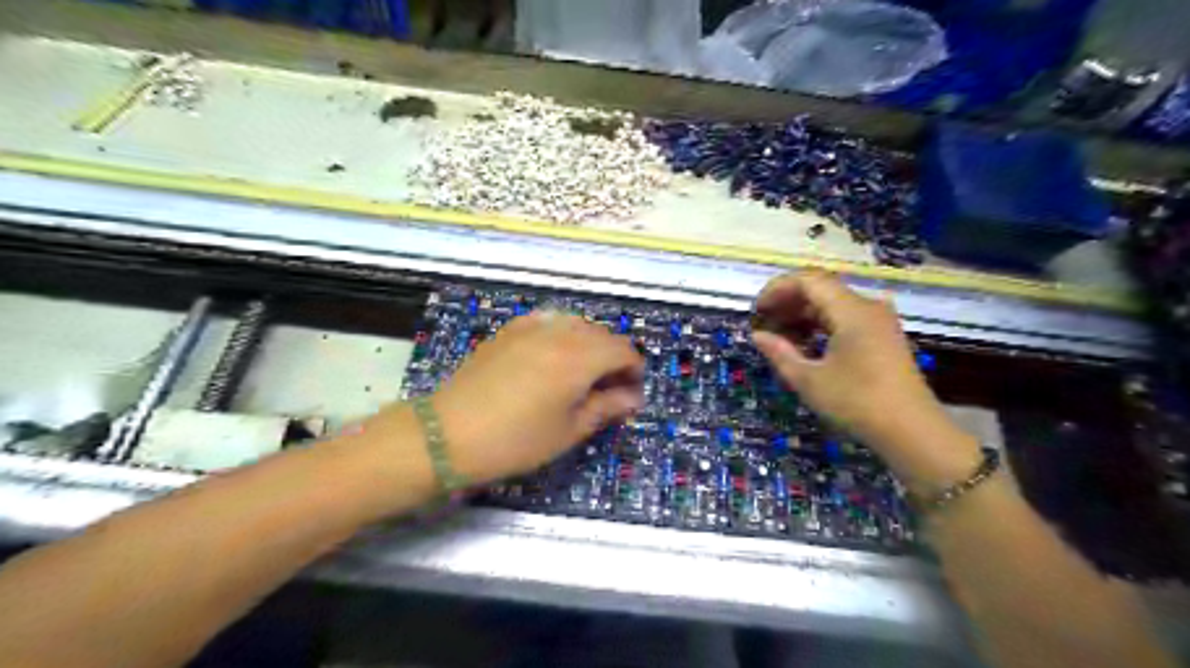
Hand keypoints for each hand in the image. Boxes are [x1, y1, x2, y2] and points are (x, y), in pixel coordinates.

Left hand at [433, 309, 647, 483]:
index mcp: (579, 359)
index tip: (631, 392)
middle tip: (609, 388)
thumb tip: (633, 398)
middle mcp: (559, 333)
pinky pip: (548, 320)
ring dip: (590, 344)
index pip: (623, 350)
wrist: (448, 433)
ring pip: (576, 324)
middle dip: (614, 357)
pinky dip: (562, 333)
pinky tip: (554, 353)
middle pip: (602, 334)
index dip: (634, 369)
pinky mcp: (509, 330)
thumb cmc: (515, 440)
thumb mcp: (568, 431)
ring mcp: (531, 327)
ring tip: (583, 373)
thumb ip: (605, 407)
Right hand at [752, 272, 975, 485]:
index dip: (777, 290)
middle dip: (788, 302)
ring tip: (780, 335)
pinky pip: (846, 319)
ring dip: (804, 314)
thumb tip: (757, 335)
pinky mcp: (883, 337)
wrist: (912, 432)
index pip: (808, 280)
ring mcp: (879, 322)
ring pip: (833, 304)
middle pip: (821, 289)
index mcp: (851, 310)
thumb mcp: (809, 380)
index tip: (756, 311)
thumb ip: (780, 352)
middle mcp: (867, 307)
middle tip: (764, 323)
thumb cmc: (856, 402)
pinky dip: (822, 325)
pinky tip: (807, 345)